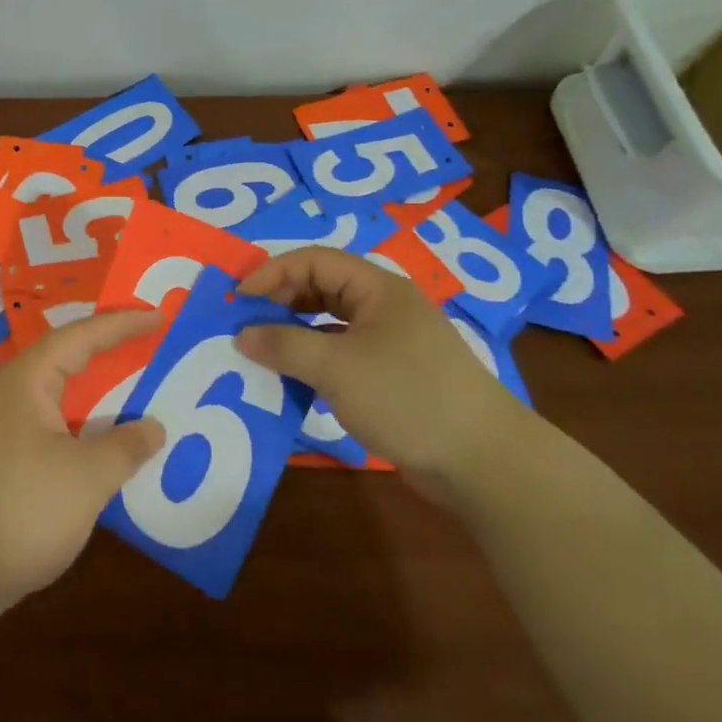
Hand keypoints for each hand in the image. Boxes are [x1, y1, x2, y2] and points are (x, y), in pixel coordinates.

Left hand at [0, 309, 165, 615]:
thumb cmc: (23, 511)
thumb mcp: (87, 478)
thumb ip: (125, 447)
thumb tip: (154, 427)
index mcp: (27, 380)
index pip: (81, 336)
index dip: (121, 324)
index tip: (159, 316)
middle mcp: (10, 390)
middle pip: (65, 355)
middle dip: (107, 345)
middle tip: (148, 337)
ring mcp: (1, 422)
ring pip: (57, 388)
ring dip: (94, 383)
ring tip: (132, 377)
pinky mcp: (0, 452)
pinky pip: (50, 416)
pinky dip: (81, 415)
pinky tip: (101, 434)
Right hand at [235, 246, 527, 497]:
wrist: (483, 461)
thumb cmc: (407, 397)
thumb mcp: (337, 368)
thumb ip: (284, 346)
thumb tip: (242, 334)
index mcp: (377, 288)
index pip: (313, 260)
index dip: (272, 273)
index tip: (238, 300)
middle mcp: (384, 306)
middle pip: (321, 287)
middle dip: (280, 301)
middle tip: (244, 324)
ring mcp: (390, 341)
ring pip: (330, 322)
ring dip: (294, 332)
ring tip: (261, 350)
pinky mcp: (392, 375)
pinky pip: (341, 353)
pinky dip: (313, 360)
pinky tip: (293, 379)